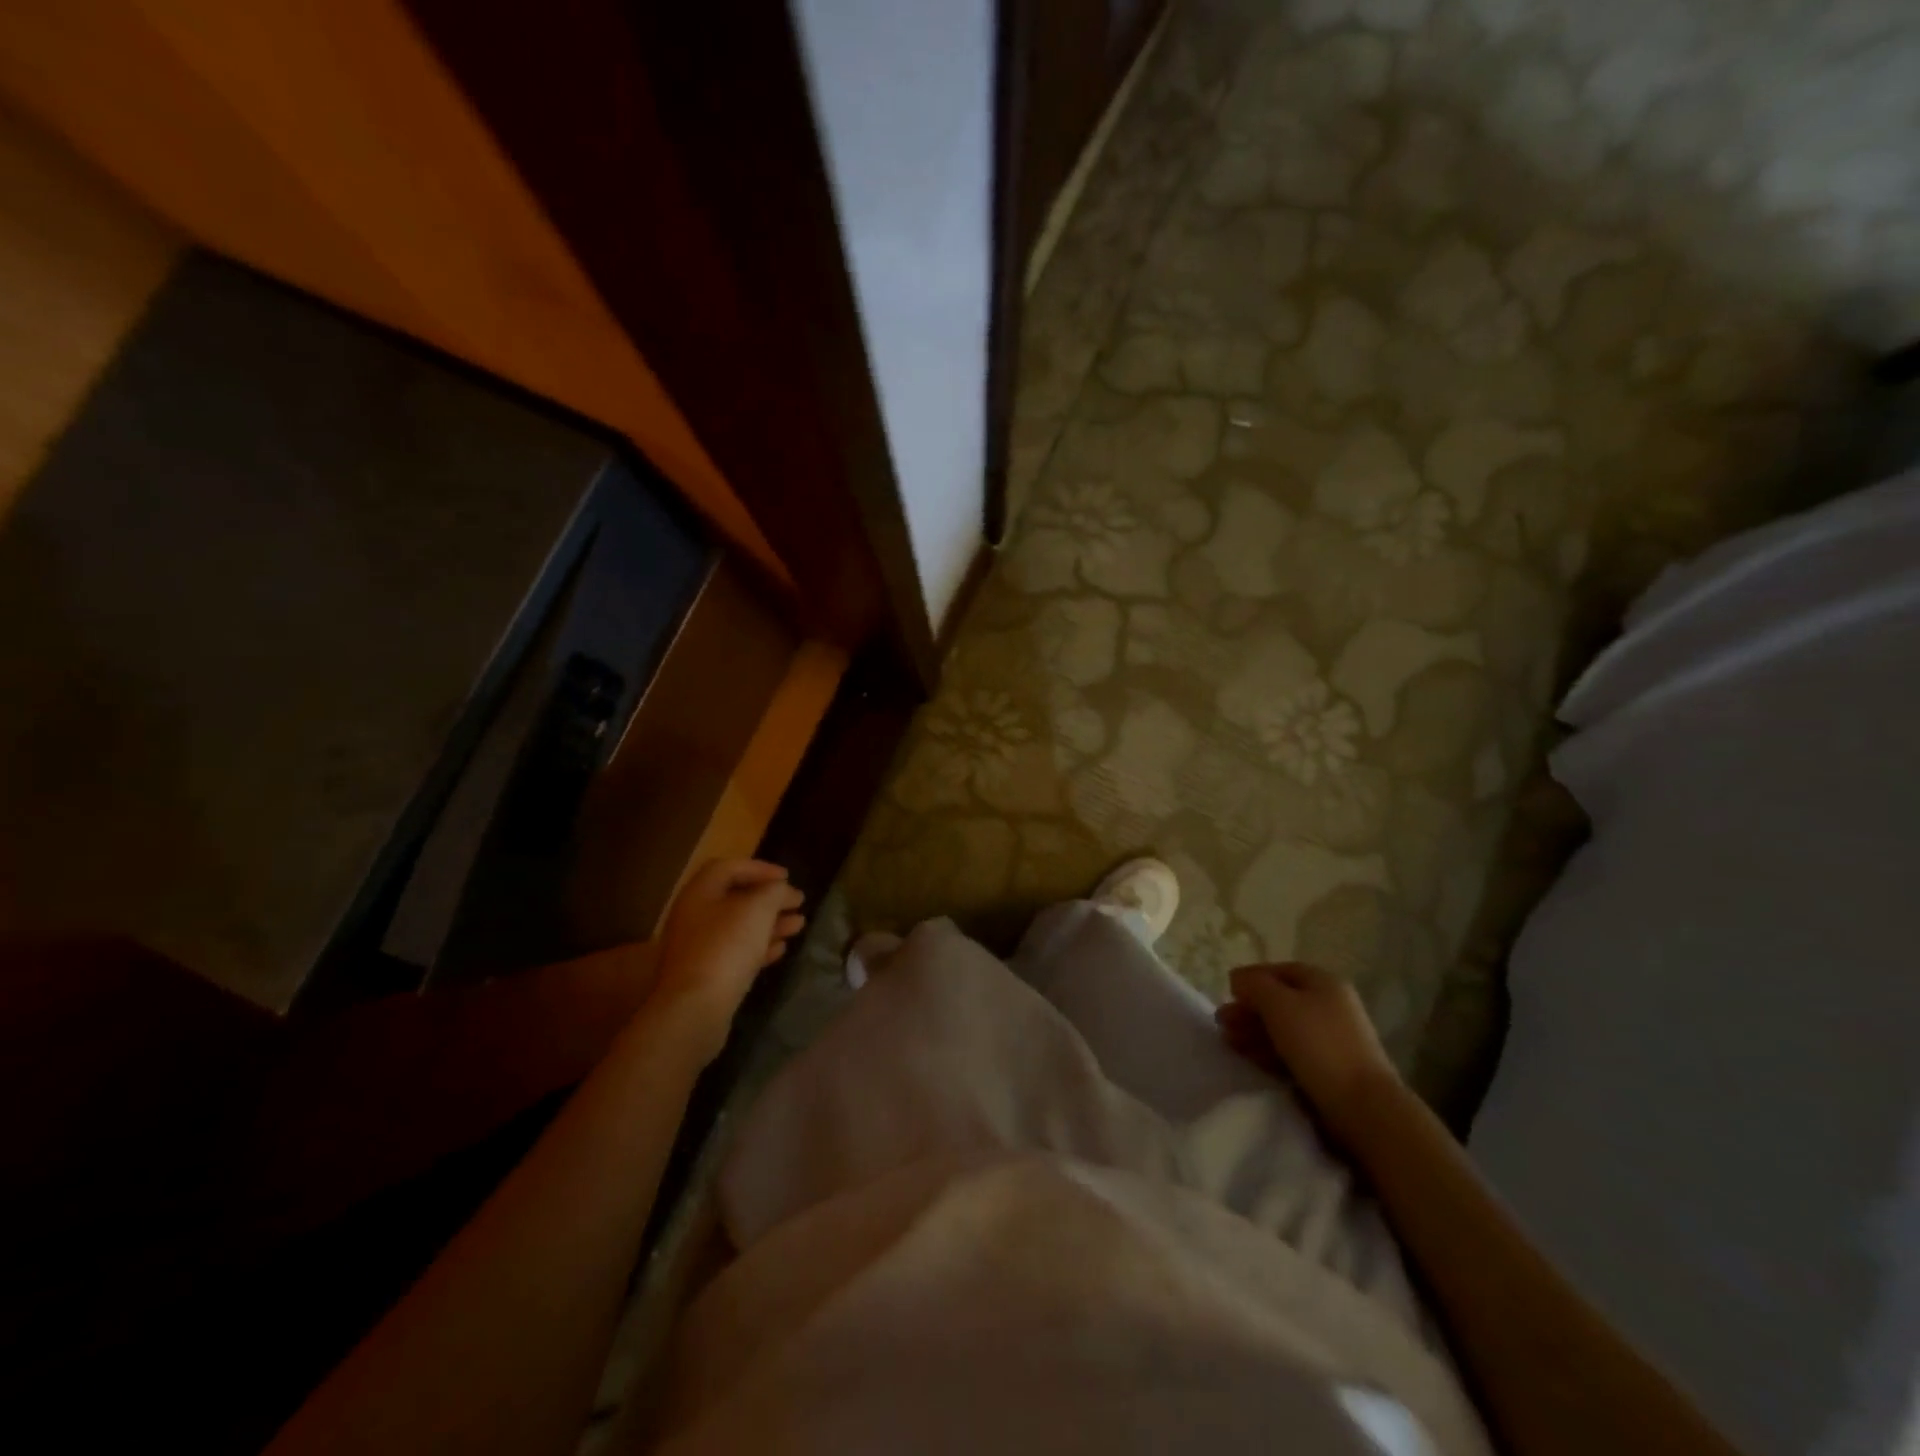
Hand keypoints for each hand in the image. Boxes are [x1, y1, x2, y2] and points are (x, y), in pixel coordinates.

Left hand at [651, 860, 804, 1060]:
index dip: (760, 868)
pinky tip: (781, 949)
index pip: (729, 868)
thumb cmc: (726, 947)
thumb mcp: (758, 909)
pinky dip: (759, 947)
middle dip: (769, 899)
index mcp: (700, 893)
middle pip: (735, 899)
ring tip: (799, 925)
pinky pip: (736, 953)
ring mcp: (698, 949)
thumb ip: (774, 892)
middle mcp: (694, 917)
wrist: (695, 1009)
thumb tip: (782, 890)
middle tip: (797, 901)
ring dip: (770, 923)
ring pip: (739, 928)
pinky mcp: (706, 976)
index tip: (787, 877)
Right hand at [1216, 962, 1400, 1144]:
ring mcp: (1332, 1039)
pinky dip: (1270, 1052)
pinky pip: (1293, 1053)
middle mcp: (1330, 1005)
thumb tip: (1239, 979)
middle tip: (1222, 1023)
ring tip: (1230, 1043)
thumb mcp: (1278, 1004)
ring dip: (1254, 1032)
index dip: (1251, 978)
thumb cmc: (1318, 1044)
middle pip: (1279, 1001)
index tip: (1227, 993)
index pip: (1278, 971)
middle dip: (1248, 1010)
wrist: (1363, 1106)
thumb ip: (1253, 984)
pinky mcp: (1330, 1069)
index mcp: (1322, 982)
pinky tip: (1253, 1060)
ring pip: (1284, 1028)